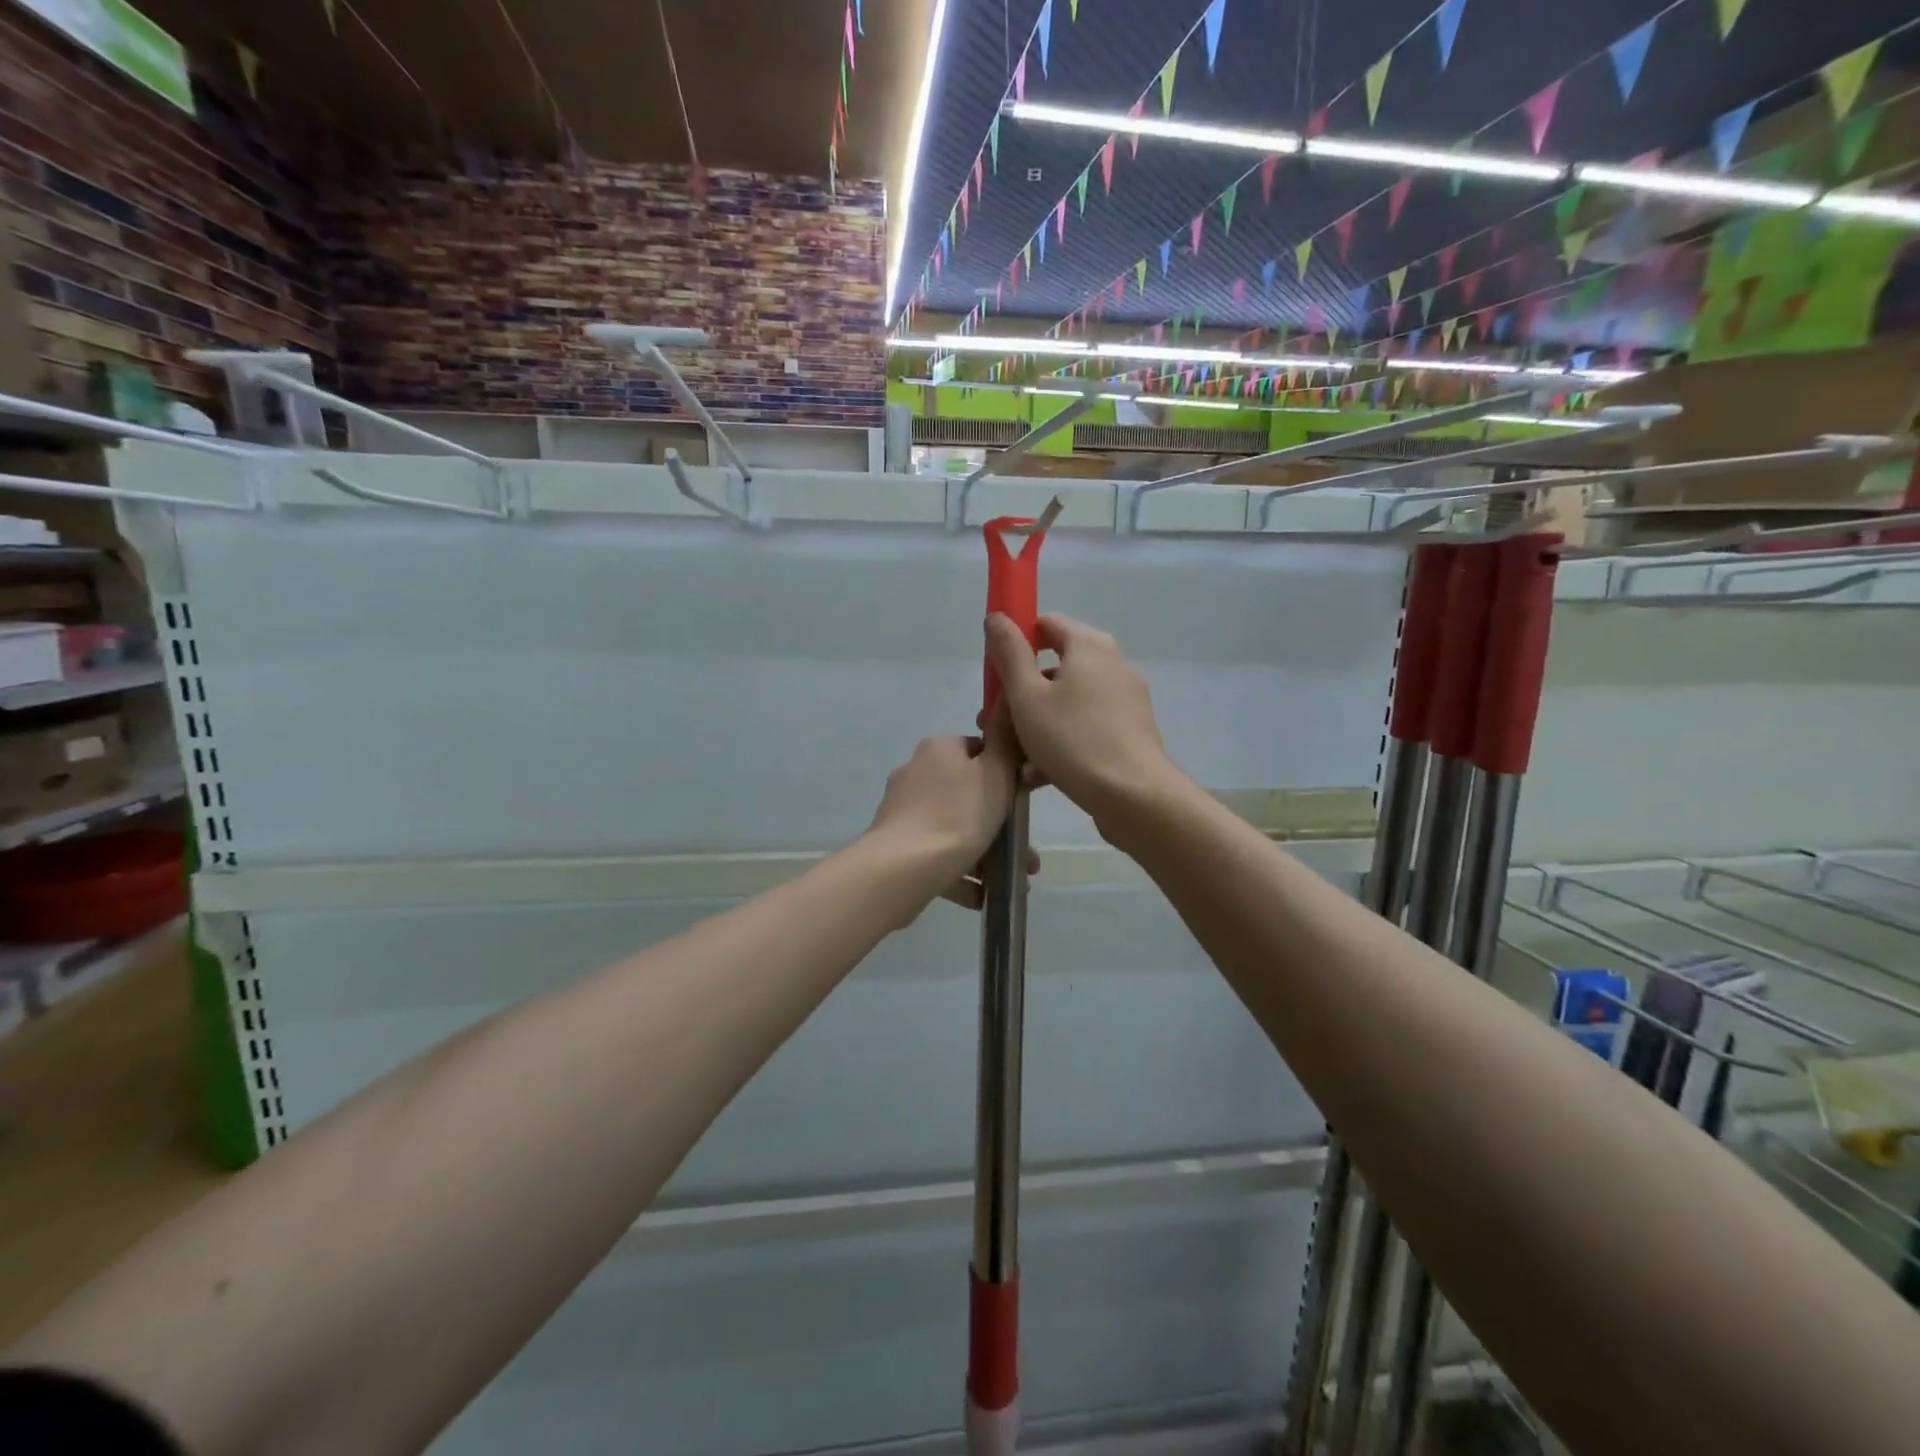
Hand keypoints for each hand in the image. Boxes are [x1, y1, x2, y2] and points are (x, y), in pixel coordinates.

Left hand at [865, 717, 1019, 907]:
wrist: (902, 870)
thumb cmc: (958, 816)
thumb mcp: (996, 773)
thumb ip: (1006, 740)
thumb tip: (1006, 704)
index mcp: (939, 749)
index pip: (980, 751)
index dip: (1006, 775)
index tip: (1022, 803)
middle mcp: (916, 772)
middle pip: (969, 793)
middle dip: (1000, 823)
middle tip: (1026, 854)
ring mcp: (902, 810)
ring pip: (954, 827)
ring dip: (984, 851)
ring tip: (1012, 880)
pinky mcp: (895, 843)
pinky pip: (936, 854)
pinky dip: (959, 871)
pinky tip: (980, 894)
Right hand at [984, 613, 1182, 840]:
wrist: (1132, 795)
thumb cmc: (1072, 739)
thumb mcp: (1027, 696)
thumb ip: (1009, 654)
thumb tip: (997, 617)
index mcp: (1089, 646)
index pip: (1047, 624)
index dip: (1017, 642)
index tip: (995, 672)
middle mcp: (1112, 664)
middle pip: (1056, 666)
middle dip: (1021, 692)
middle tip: (994, 720)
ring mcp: (1125, 699)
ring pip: (1069, 701)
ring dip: (1037, 722)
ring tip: (1012, 754)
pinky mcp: (1130, 731)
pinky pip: (1086, 726)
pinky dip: (1062, 740)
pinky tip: (1038, 773)